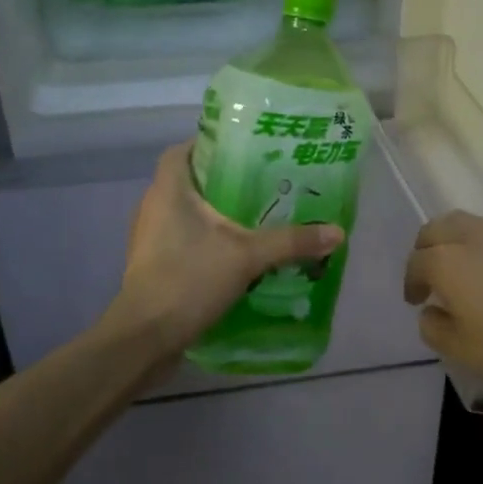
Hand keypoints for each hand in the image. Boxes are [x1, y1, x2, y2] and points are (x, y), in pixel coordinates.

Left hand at [112, 143, 343, 356]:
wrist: (145, 338)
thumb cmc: (188, 280)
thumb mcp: (247, 257)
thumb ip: (291, 242)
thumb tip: (337, 232)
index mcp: (168, 190)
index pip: (183, 150)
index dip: (210, 145)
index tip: (245, 150)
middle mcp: (154, 207)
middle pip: (190, 181)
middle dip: (224, 182)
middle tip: (264, 183)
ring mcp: (151, 238)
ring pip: (187, 214)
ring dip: (217, 214)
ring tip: (257, 217)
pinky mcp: (154, 265)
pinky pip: (184, 240)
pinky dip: (208, 241)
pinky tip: (238, 253)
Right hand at [403, 211, 482, 384]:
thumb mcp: (465, 351)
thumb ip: (436, 330)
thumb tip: (430, 312)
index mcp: (448, 262)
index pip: (416, 262)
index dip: (411, 281)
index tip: (416, 300)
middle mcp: (473, 238)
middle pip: (438, 228)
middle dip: (427, 247)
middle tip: (431, 272)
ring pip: (470, 226)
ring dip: (458, 244)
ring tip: (467, 272)